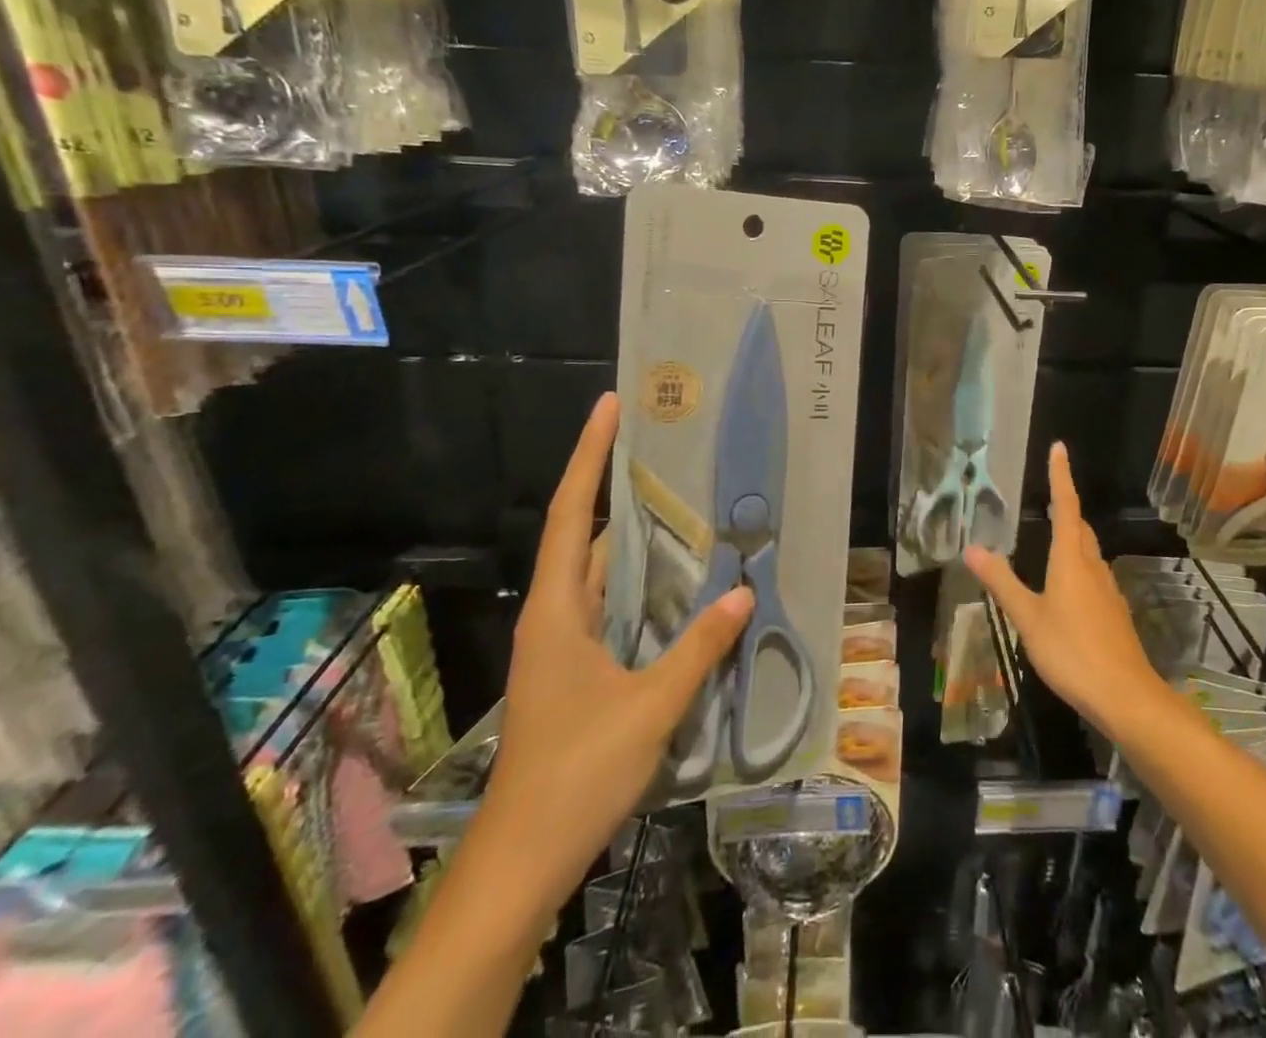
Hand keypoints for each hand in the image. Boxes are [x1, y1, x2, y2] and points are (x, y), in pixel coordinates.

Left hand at [484, 392, 752, 904]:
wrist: (524, 857)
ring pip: (599, 573)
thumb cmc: (578, 771)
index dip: (590, 456)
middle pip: (585, 534)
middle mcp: (555, 615)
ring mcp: (562, 644)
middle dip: (617, 487)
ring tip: (682, 503)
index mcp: (559, 609)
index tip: (609, 407)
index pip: (574, 513)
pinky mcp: (575, 669)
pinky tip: (676, 584)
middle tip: (666, 449)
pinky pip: (609, 606)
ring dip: (634, 539)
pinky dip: (639, 585)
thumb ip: (698, 648)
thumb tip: (742, 596)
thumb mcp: (649, 706)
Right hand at [963, 442, 1164, 739]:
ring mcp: (1107, 591)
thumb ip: (1002, 581)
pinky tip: (1066, 591)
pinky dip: (1078, 569)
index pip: (1065, 506)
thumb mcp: (1028, 617)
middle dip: (1066, 509)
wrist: (1126, 697)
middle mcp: (1093, 567)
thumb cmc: (1072, 651)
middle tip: (1049, 497)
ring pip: (1088, 554)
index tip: (1059, 448)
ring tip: (1052, 541)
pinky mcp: (1114, 614)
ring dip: (1072, 540)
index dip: (1060, 476)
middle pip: (1080, 528)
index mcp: (1071, 560)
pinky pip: (1093, 578)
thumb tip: (972, 547)